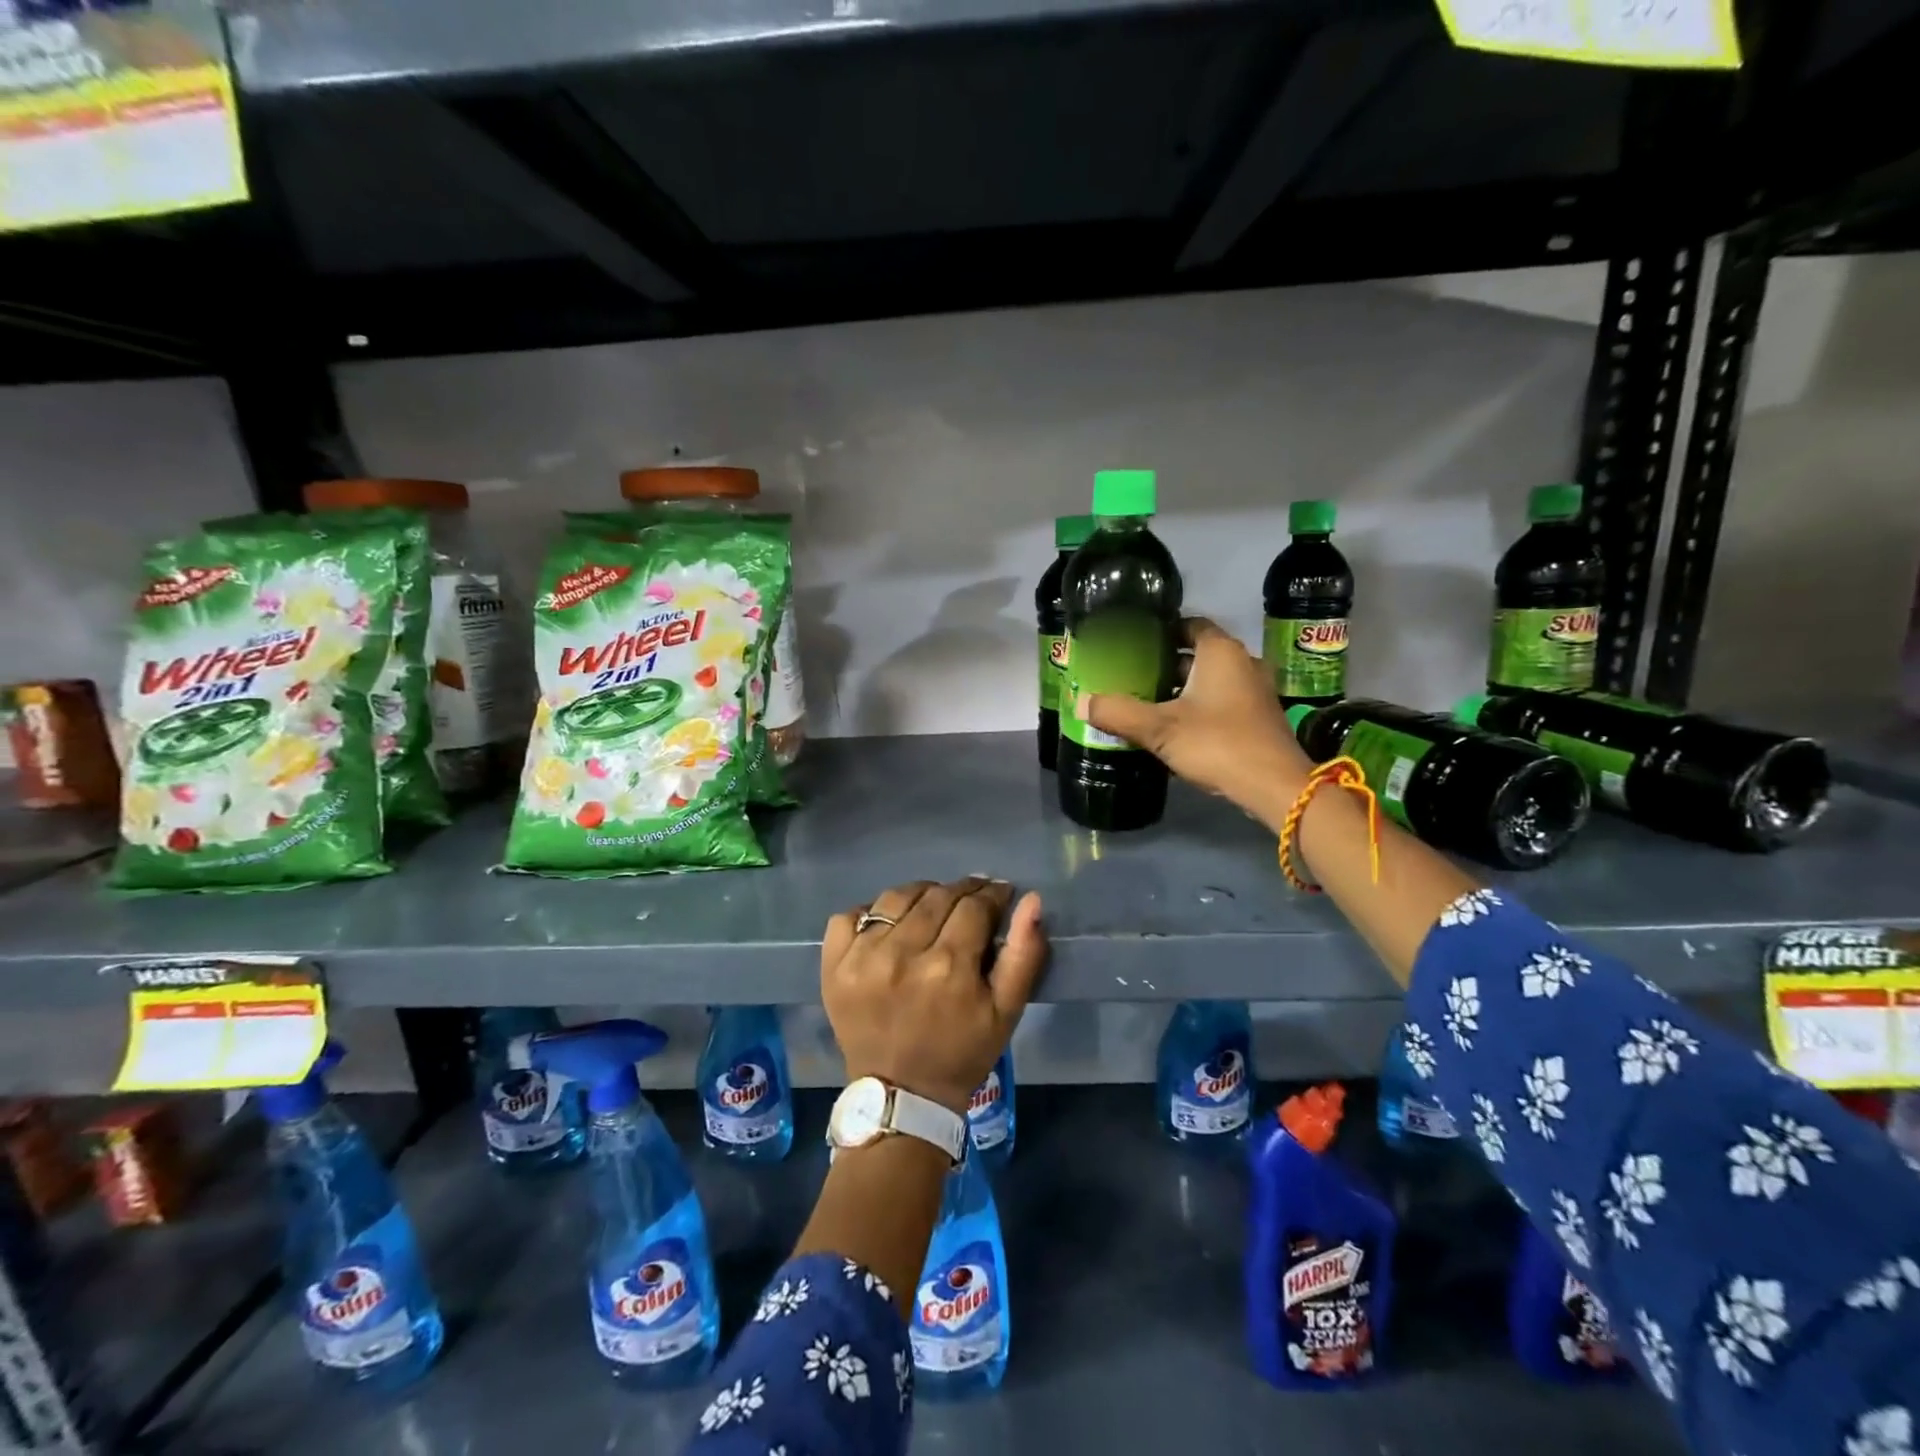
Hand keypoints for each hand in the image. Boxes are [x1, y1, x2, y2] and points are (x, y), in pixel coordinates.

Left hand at [821, 878, 1046, 1115]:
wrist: (902, 1096)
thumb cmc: (961, 1052)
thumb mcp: (1007, 1011)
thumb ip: (1024, 953)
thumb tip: (1031, 900)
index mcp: (949, 966)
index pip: (974, 906)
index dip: (992, 895)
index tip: (999, 895)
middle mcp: (902, 954)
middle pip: (937, 896)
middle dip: (961, 891)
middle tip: (971, 900)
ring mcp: (862, 958)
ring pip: (896, 898)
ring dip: (920, 895)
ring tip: (932, 907)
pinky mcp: (834, 966)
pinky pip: (850, 915)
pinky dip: (870, 913)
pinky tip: (888, 927)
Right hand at [1081, 617, 1311, 830]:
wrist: (1274, 787)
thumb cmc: (1217, 744)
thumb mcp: (1159, 729)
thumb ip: (1118, 712)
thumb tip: (1081, 702)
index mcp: (1220, 652)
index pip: (1189, 624)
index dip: (1161, 630)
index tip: (1133, 642)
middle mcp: (1242, 662)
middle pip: (1196, 653)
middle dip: (1164, 663)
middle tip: (1130, 674)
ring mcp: (1255, 691)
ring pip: (1209, 680)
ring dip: (1181, 688)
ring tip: (1145, 700)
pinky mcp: (1258, 718)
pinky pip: (1221, 701)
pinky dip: (1198, 706)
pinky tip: (1174, 726)